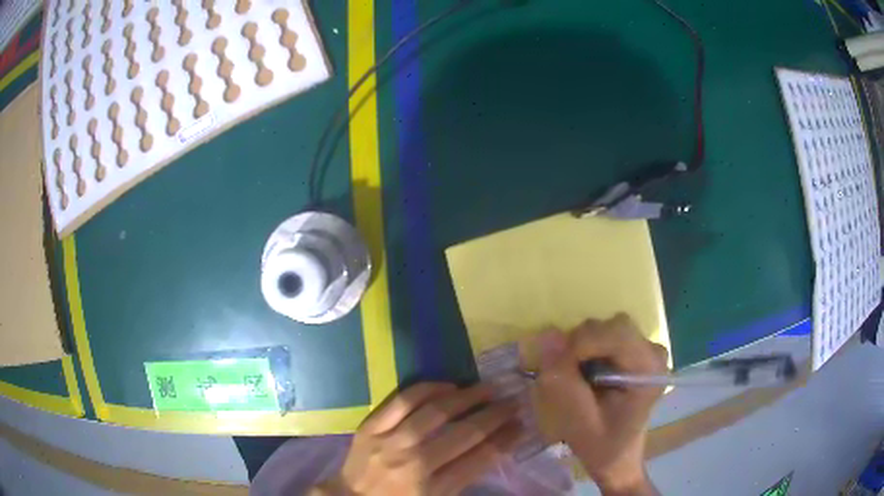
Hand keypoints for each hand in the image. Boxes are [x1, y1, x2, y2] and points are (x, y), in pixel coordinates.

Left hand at [313, 383, 522, 495]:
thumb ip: (465, 475)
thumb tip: (496, 444)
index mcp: (434, 488)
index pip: (480, 459)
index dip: (506, 439)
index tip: (522, 424)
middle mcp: (415, 463)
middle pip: (465, 433)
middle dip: (496, 415)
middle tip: (513, 401)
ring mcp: (390, 441)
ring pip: (436, 411)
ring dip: (468, 396)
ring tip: (487, 388)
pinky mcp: (371, 426)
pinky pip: (403, 399)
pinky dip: (429, 388)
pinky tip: (448, 385)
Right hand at [532, 314, 667, 495]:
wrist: (618, 458)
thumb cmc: (602, 446)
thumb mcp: (577, 421)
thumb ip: (563, 379)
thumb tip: (548, 334)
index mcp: (649, 369)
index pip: (615, 333)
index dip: (581, 344)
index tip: (559, 372)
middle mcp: (653, 351)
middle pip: (609, 327)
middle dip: (579, 348)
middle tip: (566, 379)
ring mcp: (645, 349)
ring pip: (603, 329)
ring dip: (580, 350)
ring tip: (577, 382)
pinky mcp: (634, 351)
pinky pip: (603, 337)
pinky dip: (586, 352)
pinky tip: (586, 377)